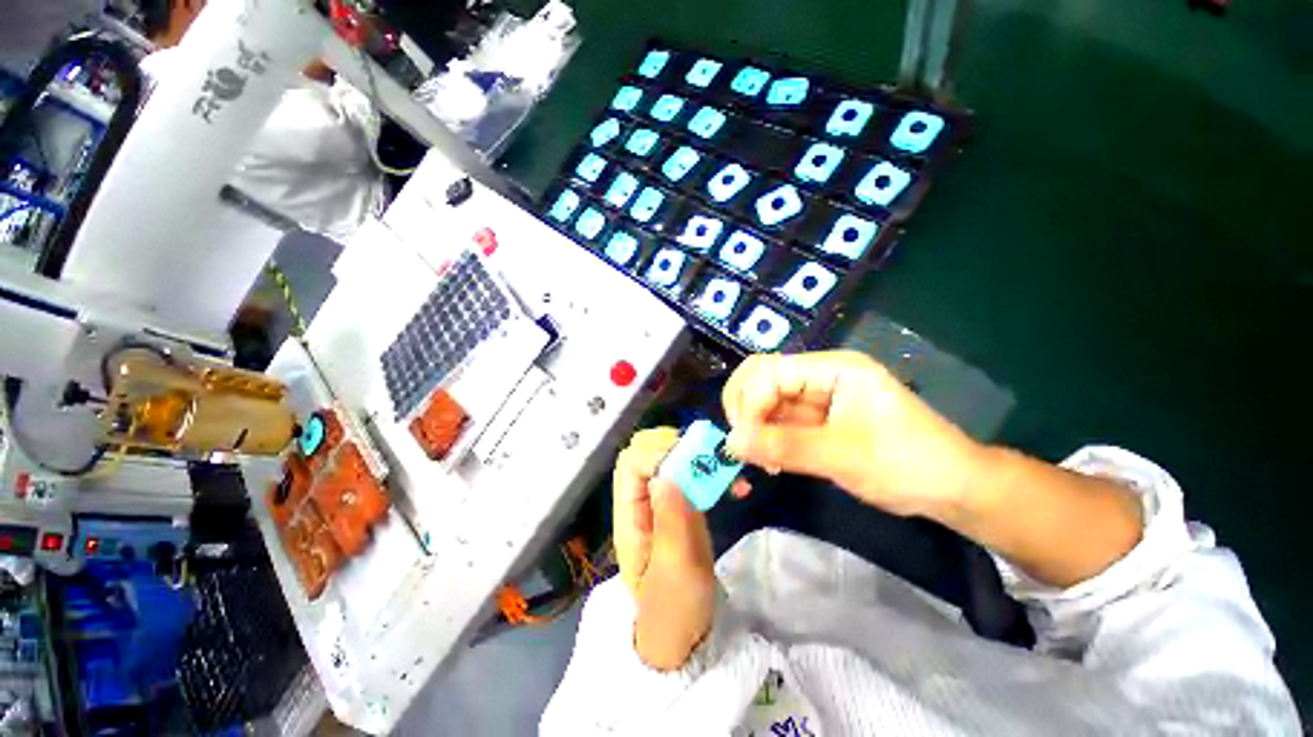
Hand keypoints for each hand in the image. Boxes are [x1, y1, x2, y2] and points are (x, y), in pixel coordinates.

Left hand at [613, 428, 722, 669]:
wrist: (684, 634)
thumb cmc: (674, 610)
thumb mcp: (674, 571)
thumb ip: (670, 522)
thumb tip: (665, 476)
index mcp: (629, 515)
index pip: (631, 464)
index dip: (658, 455)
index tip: (692, 463)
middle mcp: (641, 500)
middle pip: (646, 451)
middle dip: (678, 446)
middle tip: (710, 458)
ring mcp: (662, 500)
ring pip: (670, 458)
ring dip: (699, 457)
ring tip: (729, 471)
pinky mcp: (682, 505)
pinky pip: (692, 475)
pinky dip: (712, 472)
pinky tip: (735, 486)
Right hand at [722, 351, 985, 518]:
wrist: (952, 490)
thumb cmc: (908, 464)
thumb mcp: (845, 456)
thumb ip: (784, 446)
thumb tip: (731, 443)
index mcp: (832, 368)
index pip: (768, 372)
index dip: (749, 404)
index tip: (743, 444)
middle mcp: (818, 376)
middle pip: (759, 379)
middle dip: (743, 411)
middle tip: (743, 446)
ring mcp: (815, 399)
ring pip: (764, 403)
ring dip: (752, 430)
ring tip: (759, 462)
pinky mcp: (814, 421)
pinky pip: (777, 424)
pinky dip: (765, 442)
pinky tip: (769, 463)